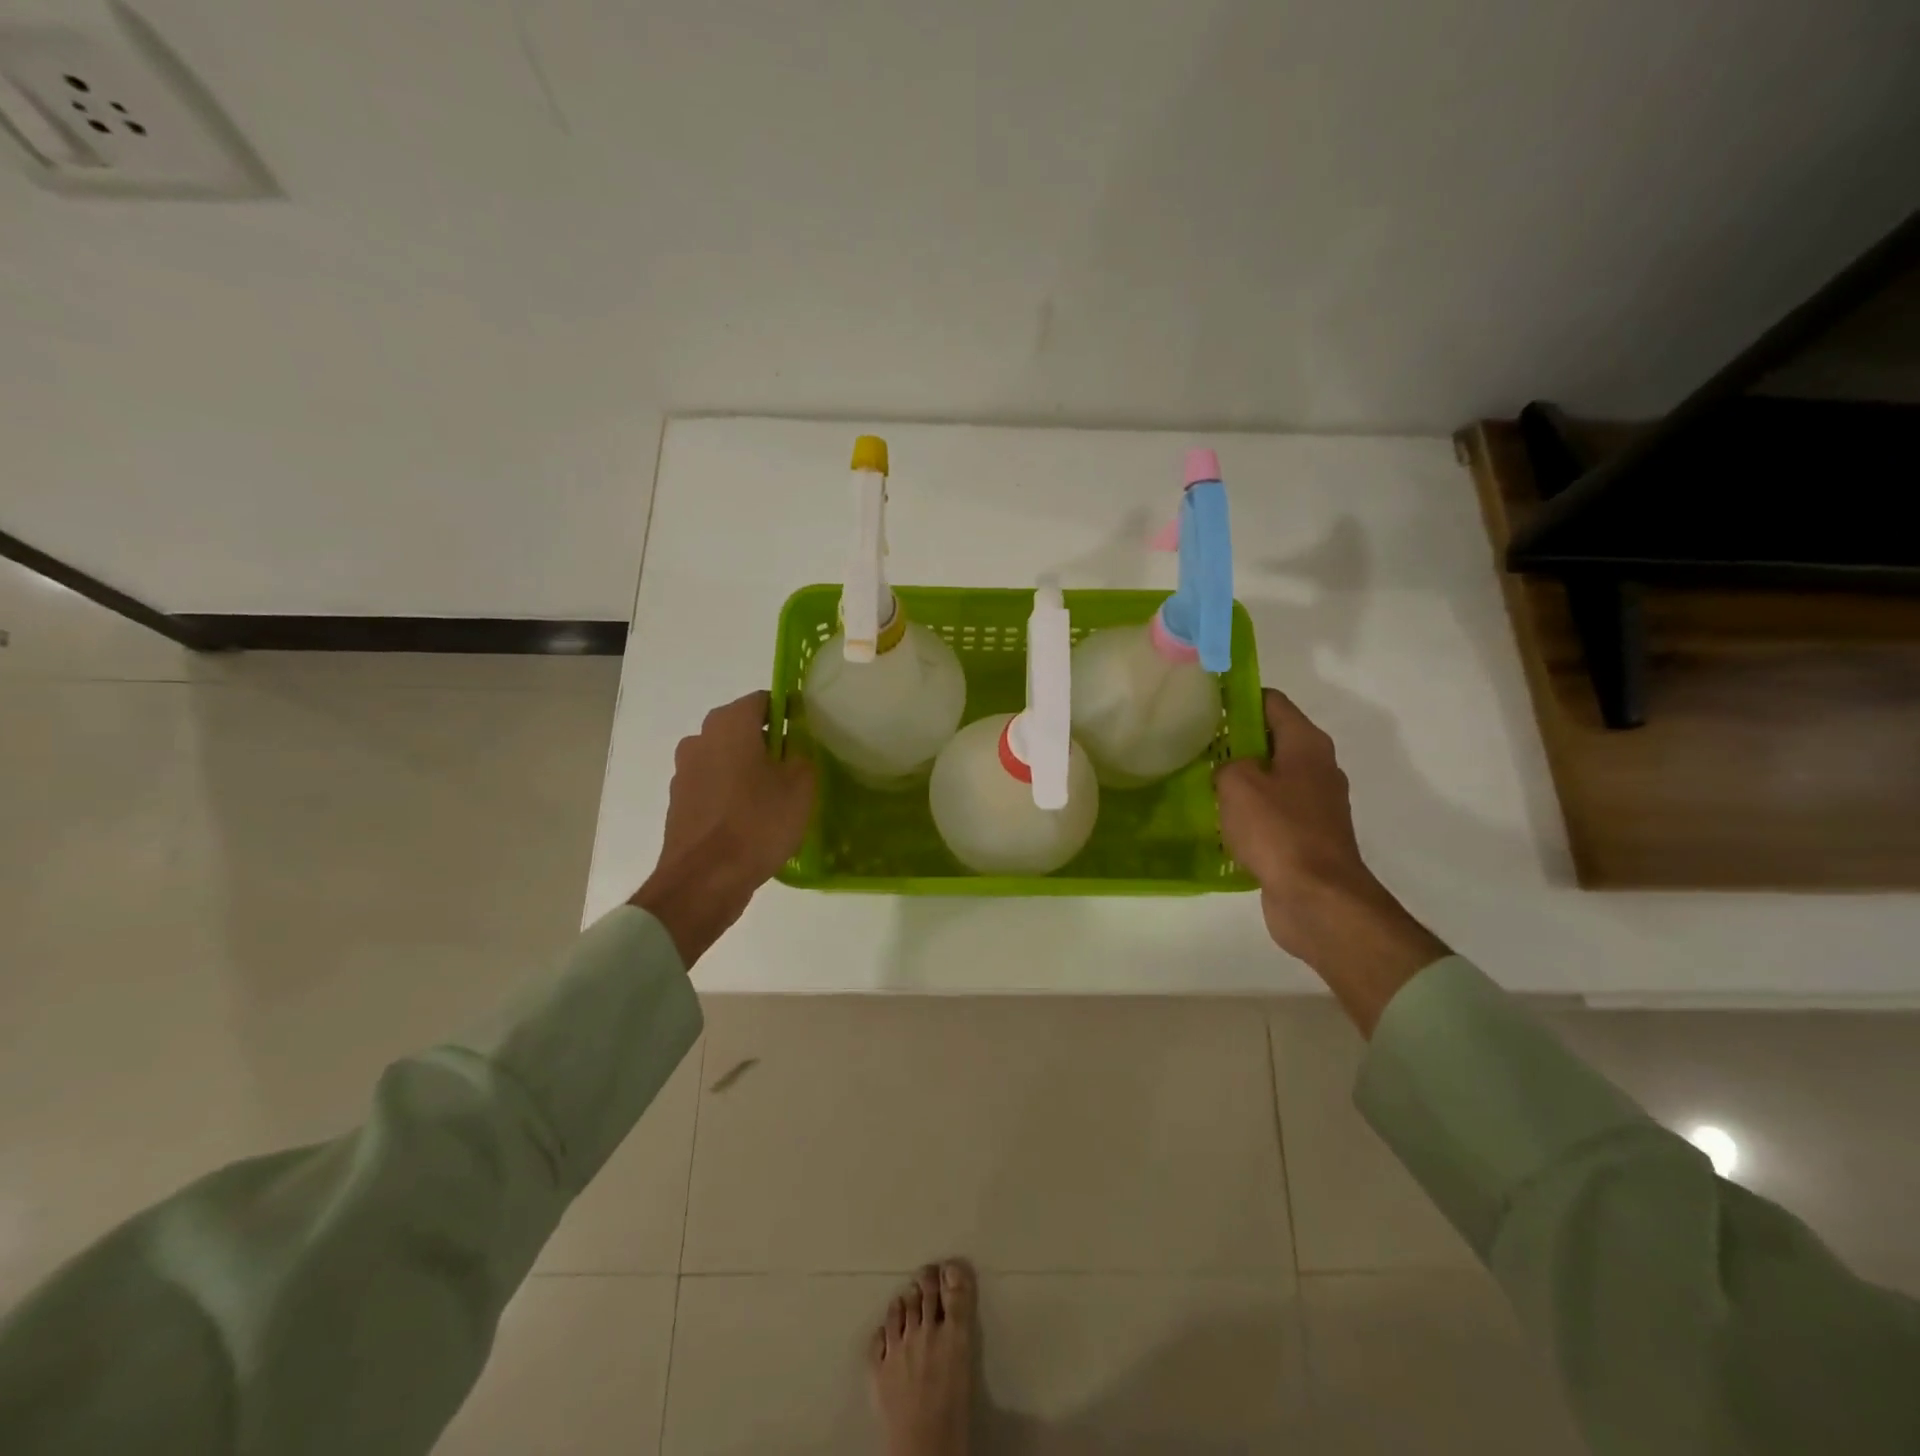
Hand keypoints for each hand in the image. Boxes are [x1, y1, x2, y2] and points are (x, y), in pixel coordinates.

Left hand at [631, 691, 815, 964]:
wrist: (705, 880)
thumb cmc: (758, 823)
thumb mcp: (801, 785)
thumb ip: (802, 754)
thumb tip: (795, 746)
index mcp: (729, 723)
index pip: (764, 700)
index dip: (789, 713)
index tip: (808, 734)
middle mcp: (700, 738)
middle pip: (742, 729)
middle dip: (769, 742)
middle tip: (797, 767)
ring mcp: (684, 771)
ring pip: (726, 758)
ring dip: (748, 769)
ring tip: (776, 797)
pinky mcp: (679, 802)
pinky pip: (714, 786)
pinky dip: (731, 793)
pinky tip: (752, 818)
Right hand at [1215, 689, 1448, 1034]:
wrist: (1317, 898)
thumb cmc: (1278, 830)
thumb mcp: (1237, 784)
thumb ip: (1227, 763)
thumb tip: (1230, 769)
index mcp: (1306, 744)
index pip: (1271, 702)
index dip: (1238, 698)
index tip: (1204, 703)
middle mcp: (1317, 768)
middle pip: (1271, 739)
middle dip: (1235, 741)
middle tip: (1195, 747)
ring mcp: (1316, 805)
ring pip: (1271, 778)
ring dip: (1241, 780)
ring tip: (1202, 784)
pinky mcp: (1308, 836)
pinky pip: (1273, 812)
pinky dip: (1250, 812)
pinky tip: (1222, 822)